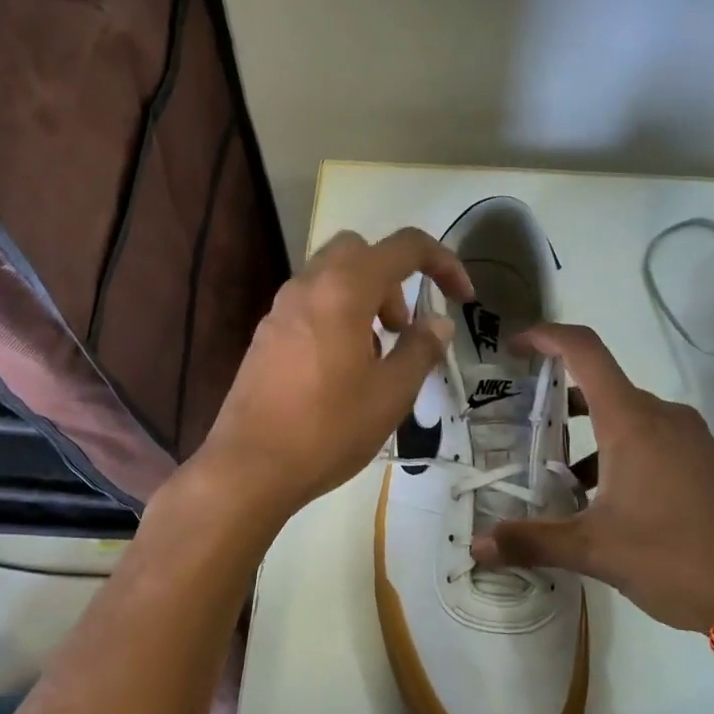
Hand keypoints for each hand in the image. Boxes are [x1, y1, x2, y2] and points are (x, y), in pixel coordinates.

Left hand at [191, 228, 472, 521]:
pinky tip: (341, 372)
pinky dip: (337, 317)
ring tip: (375, 358)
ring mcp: (280, 309)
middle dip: (393, 279)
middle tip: (402, 329)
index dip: (444, 262)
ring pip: (332, 278)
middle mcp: (308, 286)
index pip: (404, 247)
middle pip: (360, 252)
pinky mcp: (265, 335)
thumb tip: (438, 323)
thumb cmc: (329, 429)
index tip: (463, 299)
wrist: (250, 466)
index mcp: (344, 290)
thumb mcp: (391, 393)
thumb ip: (421, 349)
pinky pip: (310, 305)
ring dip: (365, 299)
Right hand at [473, 323, 713, 629]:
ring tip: (560, 475)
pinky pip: (653, 440)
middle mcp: (663, 418)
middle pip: (602, 385)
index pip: (584, 351)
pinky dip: (620, 452)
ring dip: (590, 434)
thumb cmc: (675, 557)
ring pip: (627, 417)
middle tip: (525, 427)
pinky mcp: (707, 464)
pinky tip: (607, 501)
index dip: (545, 338)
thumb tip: (478, 546)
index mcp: (632, 422)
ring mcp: (691, 440)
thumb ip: (533, 542)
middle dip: (560, 400)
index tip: (513, 348)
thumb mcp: (596, 551)